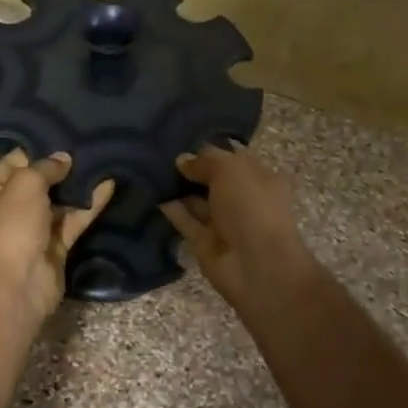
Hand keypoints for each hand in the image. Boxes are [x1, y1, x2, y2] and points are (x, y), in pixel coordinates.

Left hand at [0, 149, 114, 327]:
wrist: (15, 288)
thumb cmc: (9, 229)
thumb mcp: (23, 186)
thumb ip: (44, 167)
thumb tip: (63, 158)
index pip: (13, 162)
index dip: (37, 149)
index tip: (65, 133)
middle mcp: (5, 210)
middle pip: (37, 182)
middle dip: (61, 167)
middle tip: (89, 144)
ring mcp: (31, 231)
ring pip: (58, 202)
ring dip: (77, 186)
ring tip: (103, 160)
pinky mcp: (54, 248)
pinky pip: (72, 221)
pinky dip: (89, 205)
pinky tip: (108, 185)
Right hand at [160, 144, 317, 311]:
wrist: (258, 266)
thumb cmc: (251, 207)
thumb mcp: (230, 170)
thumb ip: (205, 161)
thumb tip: (182, 160)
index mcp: (259, 178)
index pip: (231, 159)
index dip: (209, 151)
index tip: (180, 142)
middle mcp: (242, 199)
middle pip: (212, 180)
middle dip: (190, 169)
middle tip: (158, 154)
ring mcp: (224, 223)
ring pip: (197, 201)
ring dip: (177, 188)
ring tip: (149, 171)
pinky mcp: (205, 244)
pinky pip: (186, 222)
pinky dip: (171, 210)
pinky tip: (152, 194)